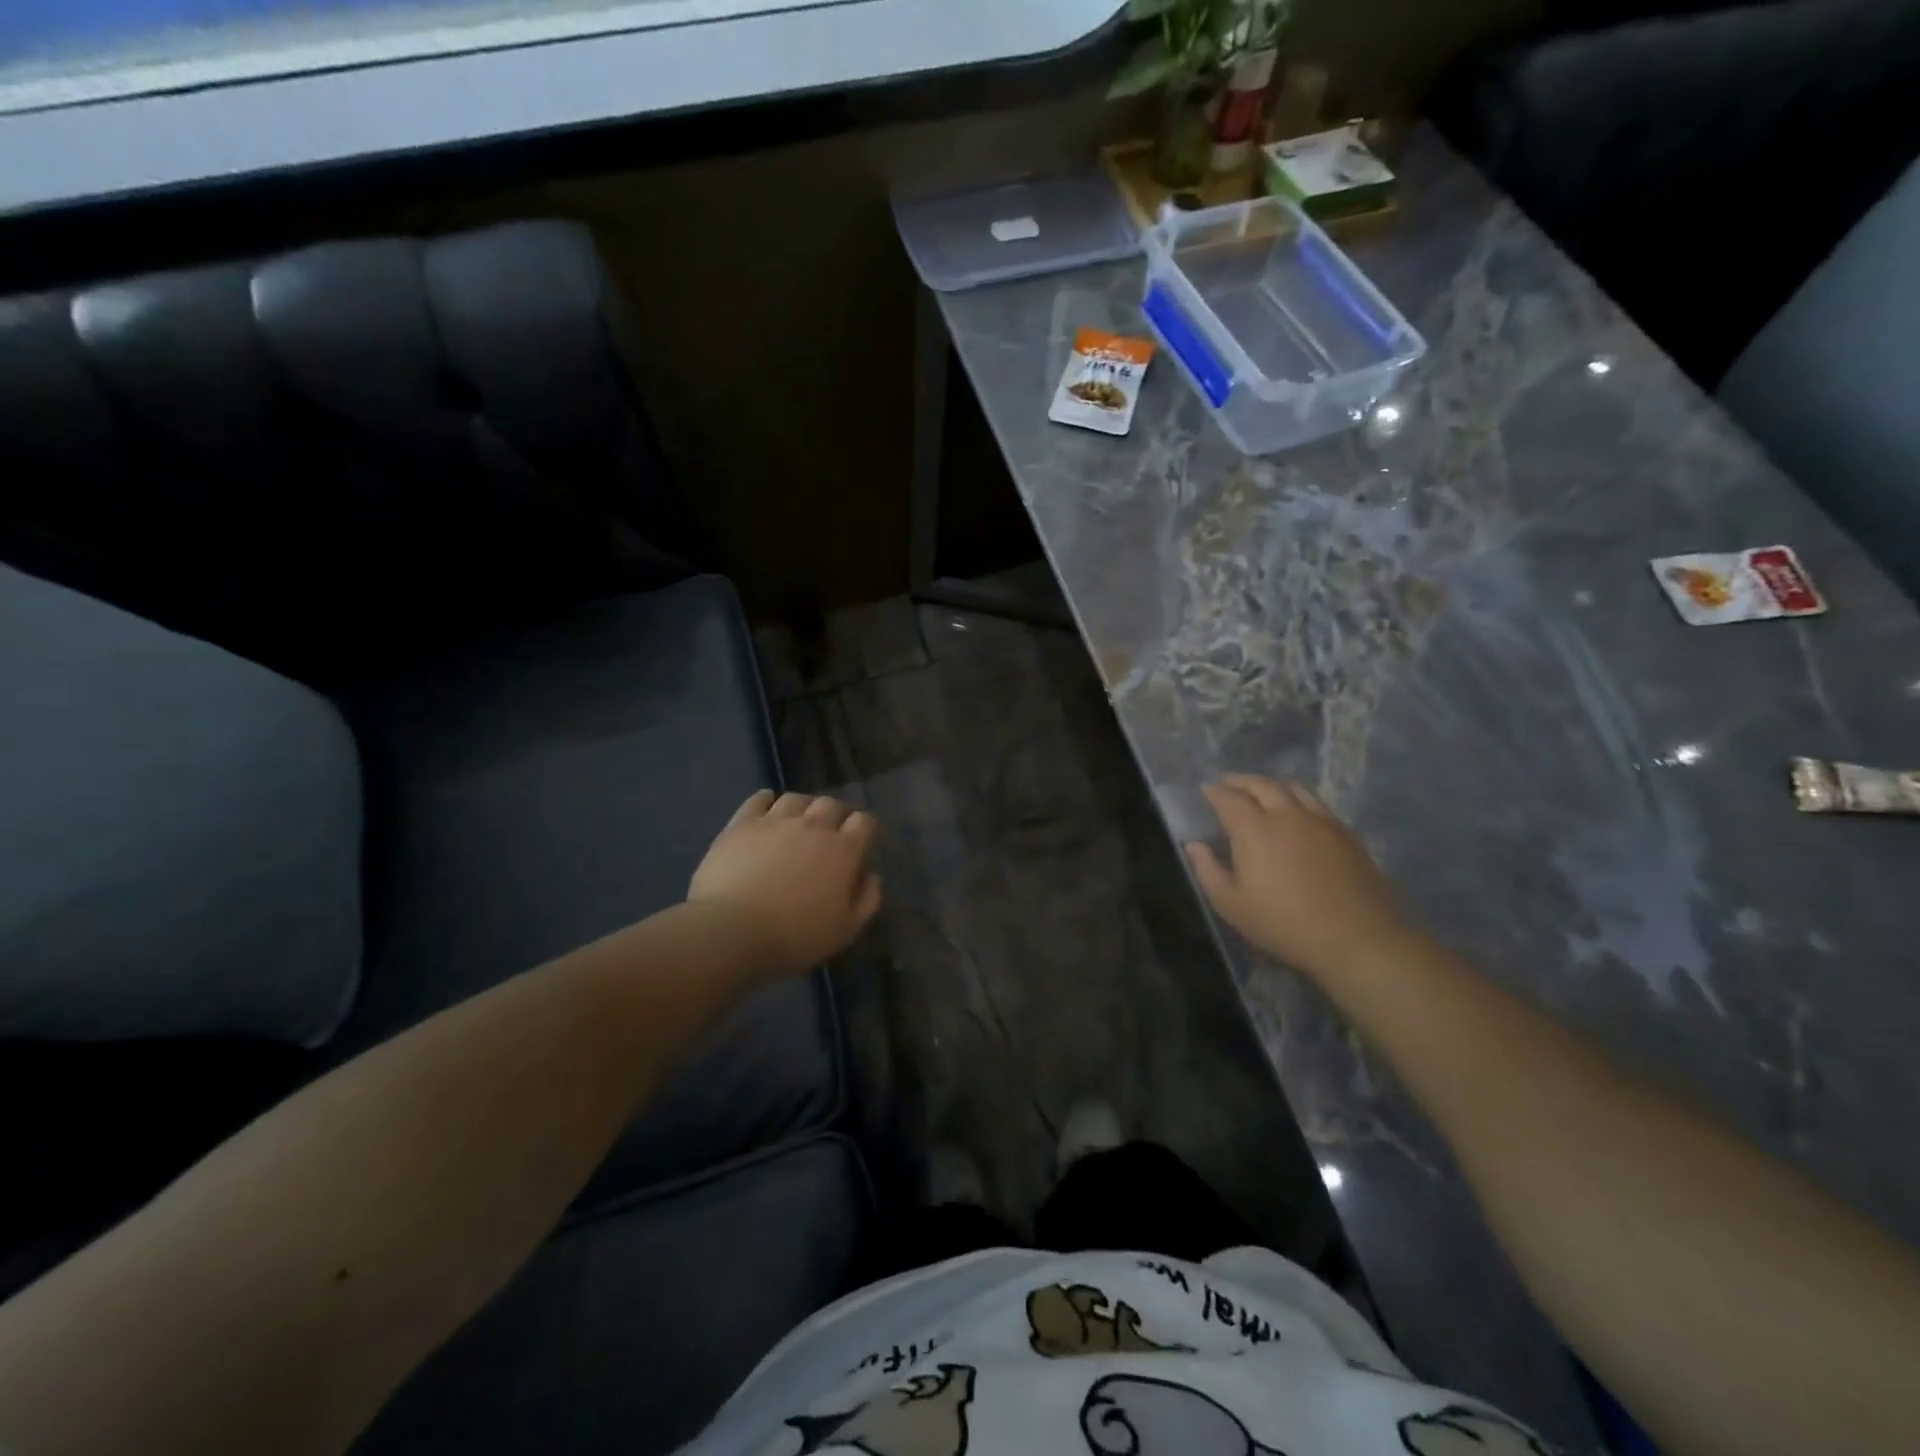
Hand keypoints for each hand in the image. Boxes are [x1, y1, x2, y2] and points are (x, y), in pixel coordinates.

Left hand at [688, 790, 882, 979]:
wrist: (732, 931)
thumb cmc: (795, 936)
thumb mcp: (845, 930)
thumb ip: (867, 900)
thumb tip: (872, 875)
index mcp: (843, 850)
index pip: (864, 822)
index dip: (865, 829)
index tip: (860, 842)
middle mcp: (813, 826)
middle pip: (831, 804)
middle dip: (835, 814)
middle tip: (829, 833)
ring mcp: (775, 821)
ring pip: (796, 799)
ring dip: (803, 808)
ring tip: (797, 823)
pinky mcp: (742, 824)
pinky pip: (758, 800)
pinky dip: (766, 800)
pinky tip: (766, 809)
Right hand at [1185, 775, 1407, 979]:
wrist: (1356, 939)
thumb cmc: (1284, 924)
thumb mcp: (1232, 905)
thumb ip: (1208, 870)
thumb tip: (1193, 845)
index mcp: (1255, 829)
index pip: (1229, 798)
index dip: (1214, 791)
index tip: (1205, 789)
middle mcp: (1288, 815)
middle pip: (1262, 785)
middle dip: (1241, 781)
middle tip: (1228, 783)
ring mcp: (1321, 821)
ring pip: (1294, 788)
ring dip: (1272, 784)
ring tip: (1263, 790)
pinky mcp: (1346, 834)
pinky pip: (1317, 803)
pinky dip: (1299, 798)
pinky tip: (1298, 811)